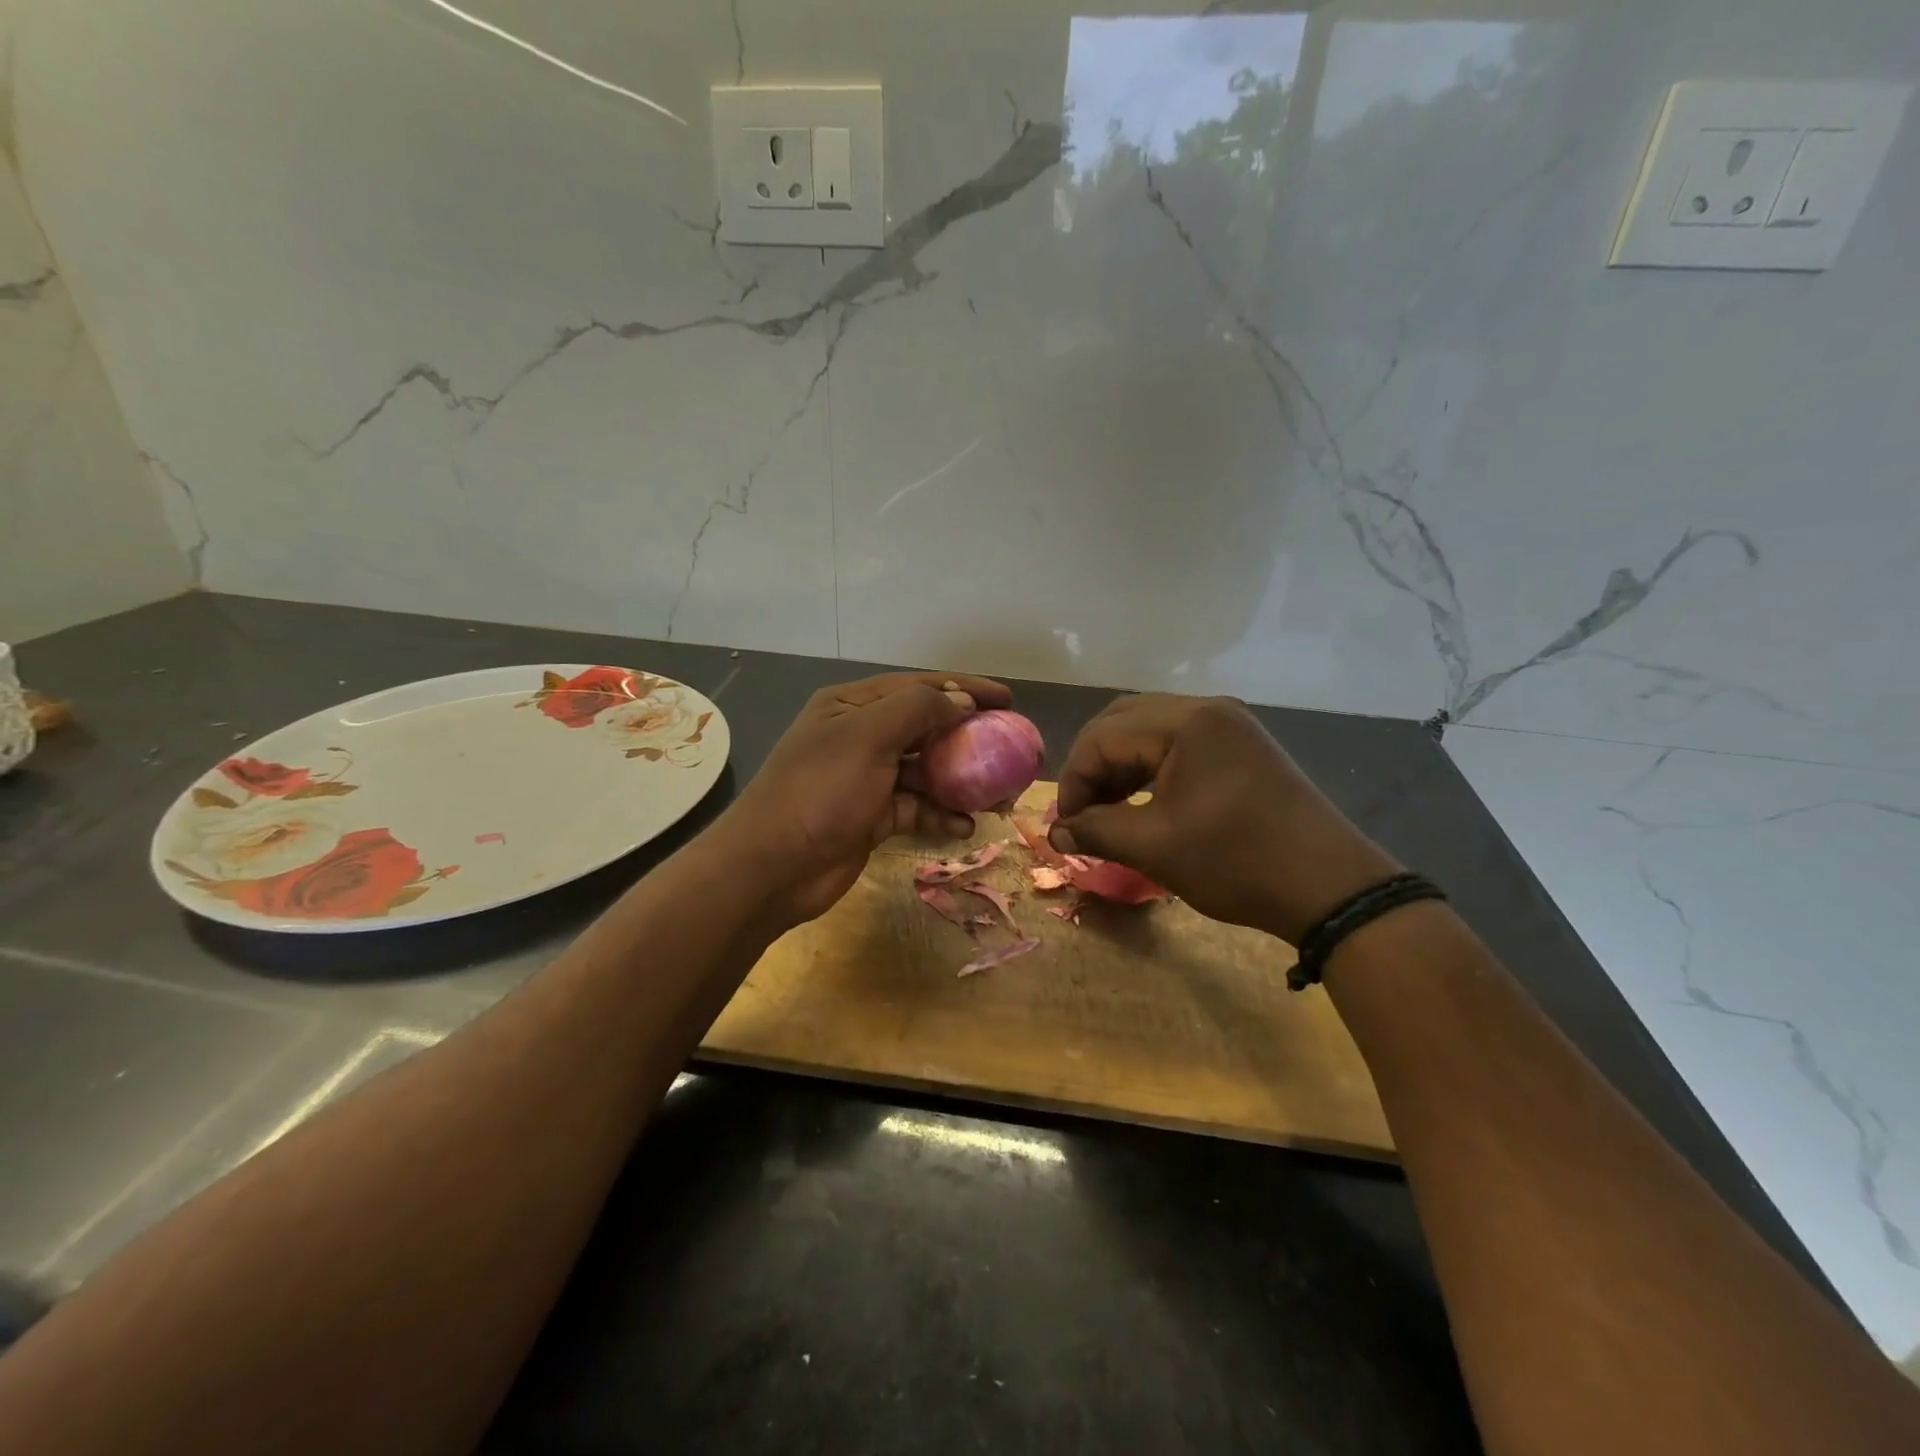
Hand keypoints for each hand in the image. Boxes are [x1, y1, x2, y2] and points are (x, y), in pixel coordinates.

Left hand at [712, 671, 1014, 927]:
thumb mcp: (868, 738)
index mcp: (852, 706)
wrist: (772, 867)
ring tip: (999, 794)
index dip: (965, 688)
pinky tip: (965, 825)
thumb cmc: (820, 791)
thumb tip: (962, 701)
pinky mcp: (872, 816)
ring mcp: (867, 779)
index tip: (1008, 699)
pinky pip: (917, 808)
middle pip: (926, 728)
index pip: (919, 687)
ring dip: (960, 781)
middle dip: (968, 737)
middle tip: (1010, 747)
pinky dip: (941, 814)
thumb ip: (918, 710)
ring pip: (926, 771)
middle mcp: (861, 736)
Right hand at [1050, 694, 1401, 943]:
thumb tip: (1056, 831)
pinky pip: (1178, 743)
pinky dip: (1149, 768)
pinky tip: (1141, 801)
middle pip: (1122, 721)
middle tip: (1080, 811)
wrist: (1332, 889)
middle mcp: (1207, 709)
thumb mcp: (1156, 848)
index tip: (1065, 825)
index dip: (1074, 780)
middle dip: (1092, 766)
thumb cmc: (1238, 863)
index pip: (1103, 737)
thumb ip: (1096, 831)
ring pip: (1149, 730)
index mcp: (1187, 722)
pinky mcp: (1240, 746)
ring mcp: (1228, 725)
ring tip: (1106, 810)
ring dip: (1119, 766)